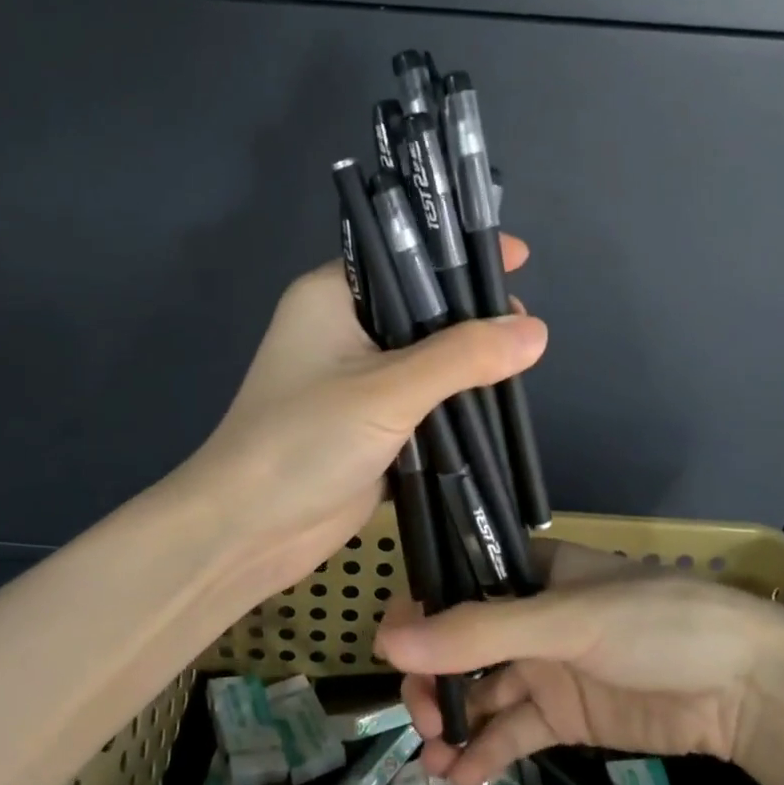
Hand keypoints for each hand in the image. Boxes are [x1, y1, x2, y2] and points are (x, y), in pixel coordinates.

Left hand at [180, 236, 543, 609]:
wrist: (247, 530)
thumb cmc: (304, 441)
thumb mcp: (388, 390)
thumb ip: (463, 357)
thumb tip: (536, 331)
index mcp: (331, 298)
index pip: (403, 256)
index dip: (458, 253)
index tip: (519, 258)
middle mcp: (342, 331)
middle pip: (421, 308)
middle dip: (472, 314)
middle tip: (525, 325)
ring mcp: (355, 383)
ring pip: (426, 360)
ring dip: (468, 364)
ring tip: (523, 362)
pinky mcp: (368, 427)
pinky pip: (422, 404)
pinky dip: (454, 405)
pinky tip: (497, 405)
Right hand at [376, 539, 783, 784]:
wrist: (748, 689)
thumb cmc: (655, 624)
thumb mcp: (565, 620)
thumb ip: (479, 632)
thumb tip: (387, 643)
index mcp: (528, 573)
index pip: (455, 587)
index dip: (419, 617)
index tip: (392, 654)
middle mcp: (529, 617)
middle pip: (459, 646)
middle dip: (433, 681)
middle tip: (421, 718)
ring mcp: (546, 669)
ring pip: (481, 694)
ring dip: (452, 723)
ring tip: (432, 758)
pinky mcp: (565, 717)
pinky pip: (512, 733)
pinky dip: (485, 754)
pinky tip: (462, 779)